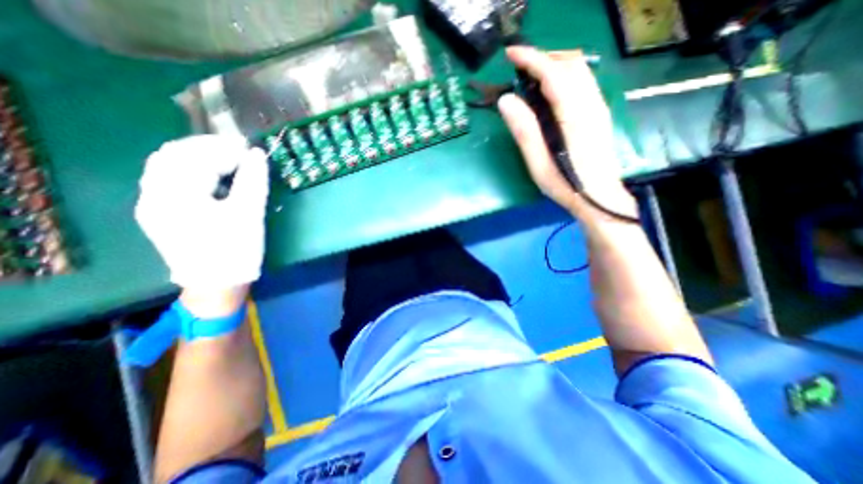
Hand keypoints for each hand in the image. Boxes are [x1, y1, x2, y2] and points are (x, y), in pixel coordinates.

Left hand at [135, 135, 267, 296]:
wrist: (218, 284)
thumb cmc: (236, 250)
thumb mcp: (249, 214)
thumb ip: (253, 181)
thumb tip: (256, 153)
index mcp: (174, 196)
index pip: (195, 157)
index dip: (224, 149)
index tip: (249, 150)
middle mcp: (153, 195)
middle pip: (174, 155)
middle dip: (208, 148)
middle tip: (239, 152)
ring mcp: (153, 205)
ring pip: (168, 166)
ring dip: (198, 157)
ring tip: (228, 162)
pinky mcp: (160, 213)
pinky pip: (170, 180)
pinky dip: (192, 171)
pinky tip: (213, 177)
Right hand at [497, 47, 635, 223]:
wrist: (598, 197)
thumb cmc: (565, 184)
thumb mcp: (537, 163)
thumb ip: (524, 130)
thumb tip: (506, 100)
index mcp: (573, 117)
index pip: (554, 74)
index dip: (531, 59)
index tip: (510, 54)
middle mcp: (590, 104)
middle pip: (570, 63)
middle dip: (543, 56)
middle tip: (518, 66)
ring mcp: (598, 106)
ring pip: (579, 69)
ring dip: (554, 63)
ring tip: (531, 74)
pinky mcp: (598, 112)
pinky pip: (583, 81)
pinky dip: (564, 74)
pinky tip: (550, 89)